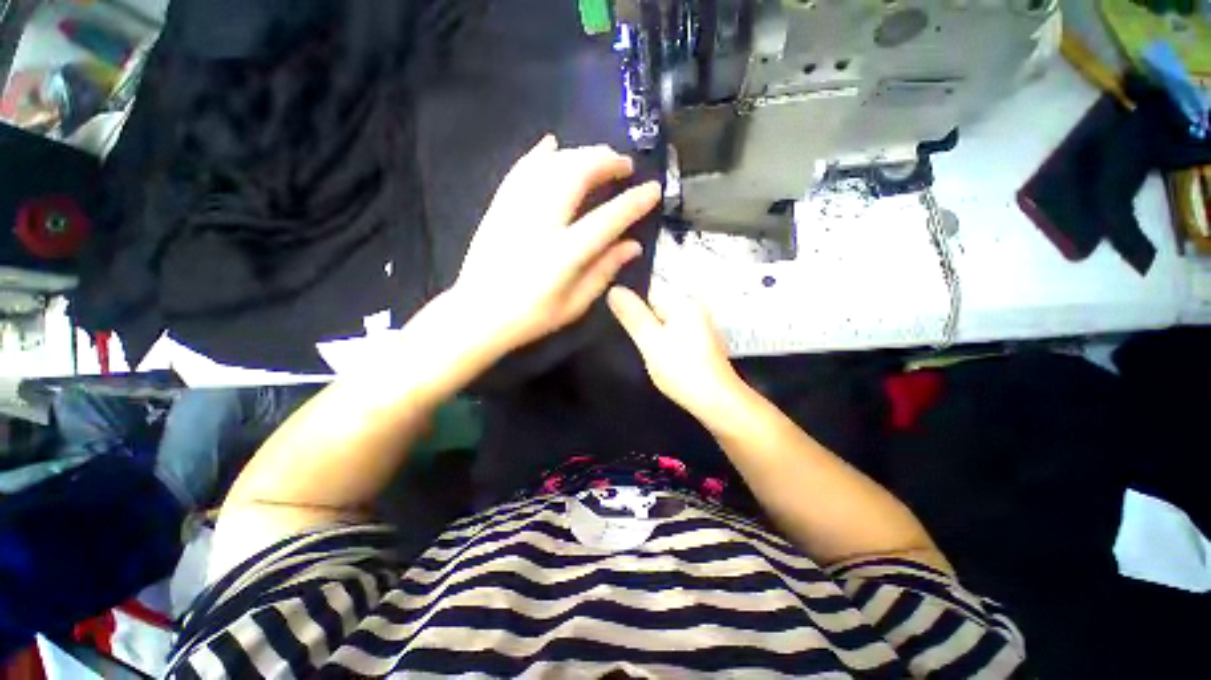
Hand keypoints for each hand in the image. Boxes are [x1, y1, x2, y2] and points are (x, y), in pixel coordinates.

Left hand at [451, 135, 660, 354]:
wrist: (477, 314)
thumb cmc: (530, 317)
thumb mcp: (575, 304)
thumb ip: (604, 271)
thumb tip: (633, 246)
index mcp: (563, 254)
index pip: (607, 219)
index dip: (633, 202)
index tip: (653, 189)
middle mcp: (540, 223)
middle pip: (576, 175)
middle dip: (606, 162)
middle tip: (624, 166)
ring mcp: (515, 210)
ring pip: (550, 165)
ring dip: (579, 154)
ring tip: (599, 157)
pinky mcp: (498, 206)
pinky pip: (521, 169)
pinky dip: (539, 154)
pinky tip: (552, 144)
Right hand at [607, 286, 744, 418]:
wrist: (718, 403)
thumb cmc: (685, 371)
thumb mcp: (652, 342)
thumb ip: (633, 316)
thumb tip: (614, 289)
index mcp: (684, 303)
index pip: (648, 290)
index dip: (630, 305)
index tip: (618, 320)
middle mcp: (693, 309)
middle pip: (655, 306)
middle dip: (639, 319)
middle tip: (625, 336)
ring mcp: (696, 326)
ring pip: (661, 322)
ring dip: (649, 332)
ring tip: (640, 348)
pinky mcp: (696, 342)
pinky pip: (670, 334)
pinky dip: (660, 342)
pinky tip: (655, 355)